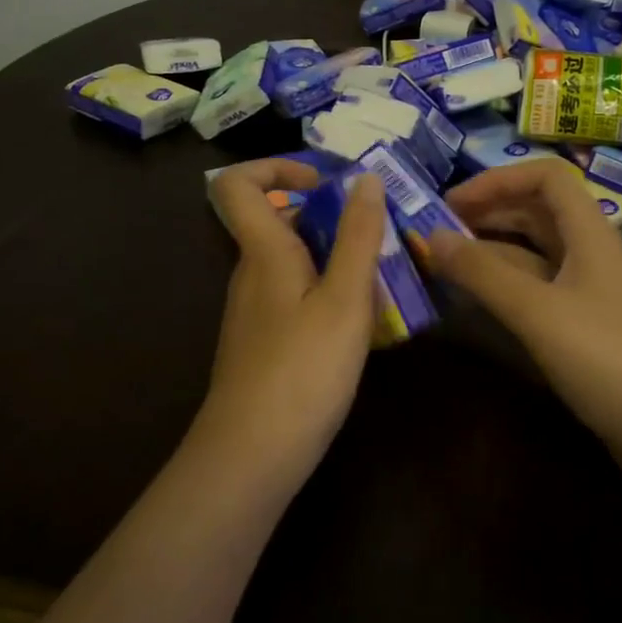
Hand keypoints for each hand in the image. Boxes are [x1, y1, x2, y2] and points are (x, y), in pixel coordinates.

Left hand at [198, 159, 386, 471]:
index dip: (276, 167)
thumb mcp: (345, 299)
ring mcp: (256, 310)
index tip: (324, 184)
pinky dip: (328, 293)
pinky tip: (362, 324)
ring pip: (293, 262)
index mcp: (263, 252)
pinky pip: (296, 296)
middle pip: (279, 221)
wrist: (253, 455)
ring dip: (336, 258)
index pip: (238, 184)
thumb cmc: (303, 370)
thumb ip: (358, 236)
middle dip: (330, 218)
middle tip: (380, 236)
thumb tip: (365, 177)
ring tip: (383, 281)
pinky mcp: (265, 341)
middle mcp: (252, 273)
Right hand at [426, 160, 621, 459]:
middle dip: (489, 212)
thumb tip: (431, 236)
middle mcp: (588, 253)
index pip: (546, 178)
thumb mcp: (537, 311)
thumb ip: (482, 273)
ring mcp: (586, 292)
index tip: (452, 202)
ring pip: (533, 253)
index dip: (499, 179)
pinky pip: (535, 290)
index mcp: (589, 233)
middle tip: (437, 230)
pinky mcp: (581, 327)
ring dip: (491, 250)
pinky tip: (473, 299)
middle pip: (537, 212)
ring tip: (445, 261)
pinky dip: (503, 286)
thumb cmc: (606, 357)